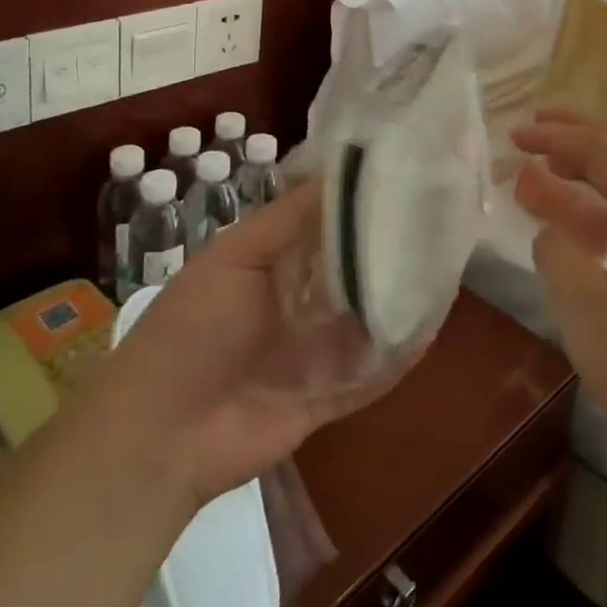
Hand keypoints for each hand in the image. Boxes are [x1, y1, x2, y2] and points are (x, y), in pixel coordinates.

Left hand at [91, 179, 411, 509]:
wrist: (160, 435)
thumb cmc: (193, 328)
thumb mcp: (235, 257)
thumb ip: (288, 219)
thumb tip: (342, 172)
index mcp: (275, 259)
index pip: (327, 220)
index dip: (360, 200)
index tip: (404, 172)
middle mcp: (300, 298)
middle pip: (354, 267)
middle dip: (388, 246)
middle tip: (439, 216)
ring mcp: (315, 349)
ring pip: (368, 316)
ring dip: (398, 296)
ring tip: (446, 264)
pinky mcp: (327, 394)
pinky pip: (370, 371)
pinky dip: (397, 354)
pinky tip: (429, 328)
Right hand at [511, 112, 606, 469]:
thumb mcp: (586, 307)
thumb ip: (556, 251)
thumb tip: (552, 229)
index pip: (602, 150)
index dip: (554, 137)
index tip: (514, 139)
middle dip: (579, 131)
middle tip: (537, 127)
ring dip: (592, 164)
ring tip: (551, 167)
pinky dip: (605, 201)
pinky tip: (581, 223)